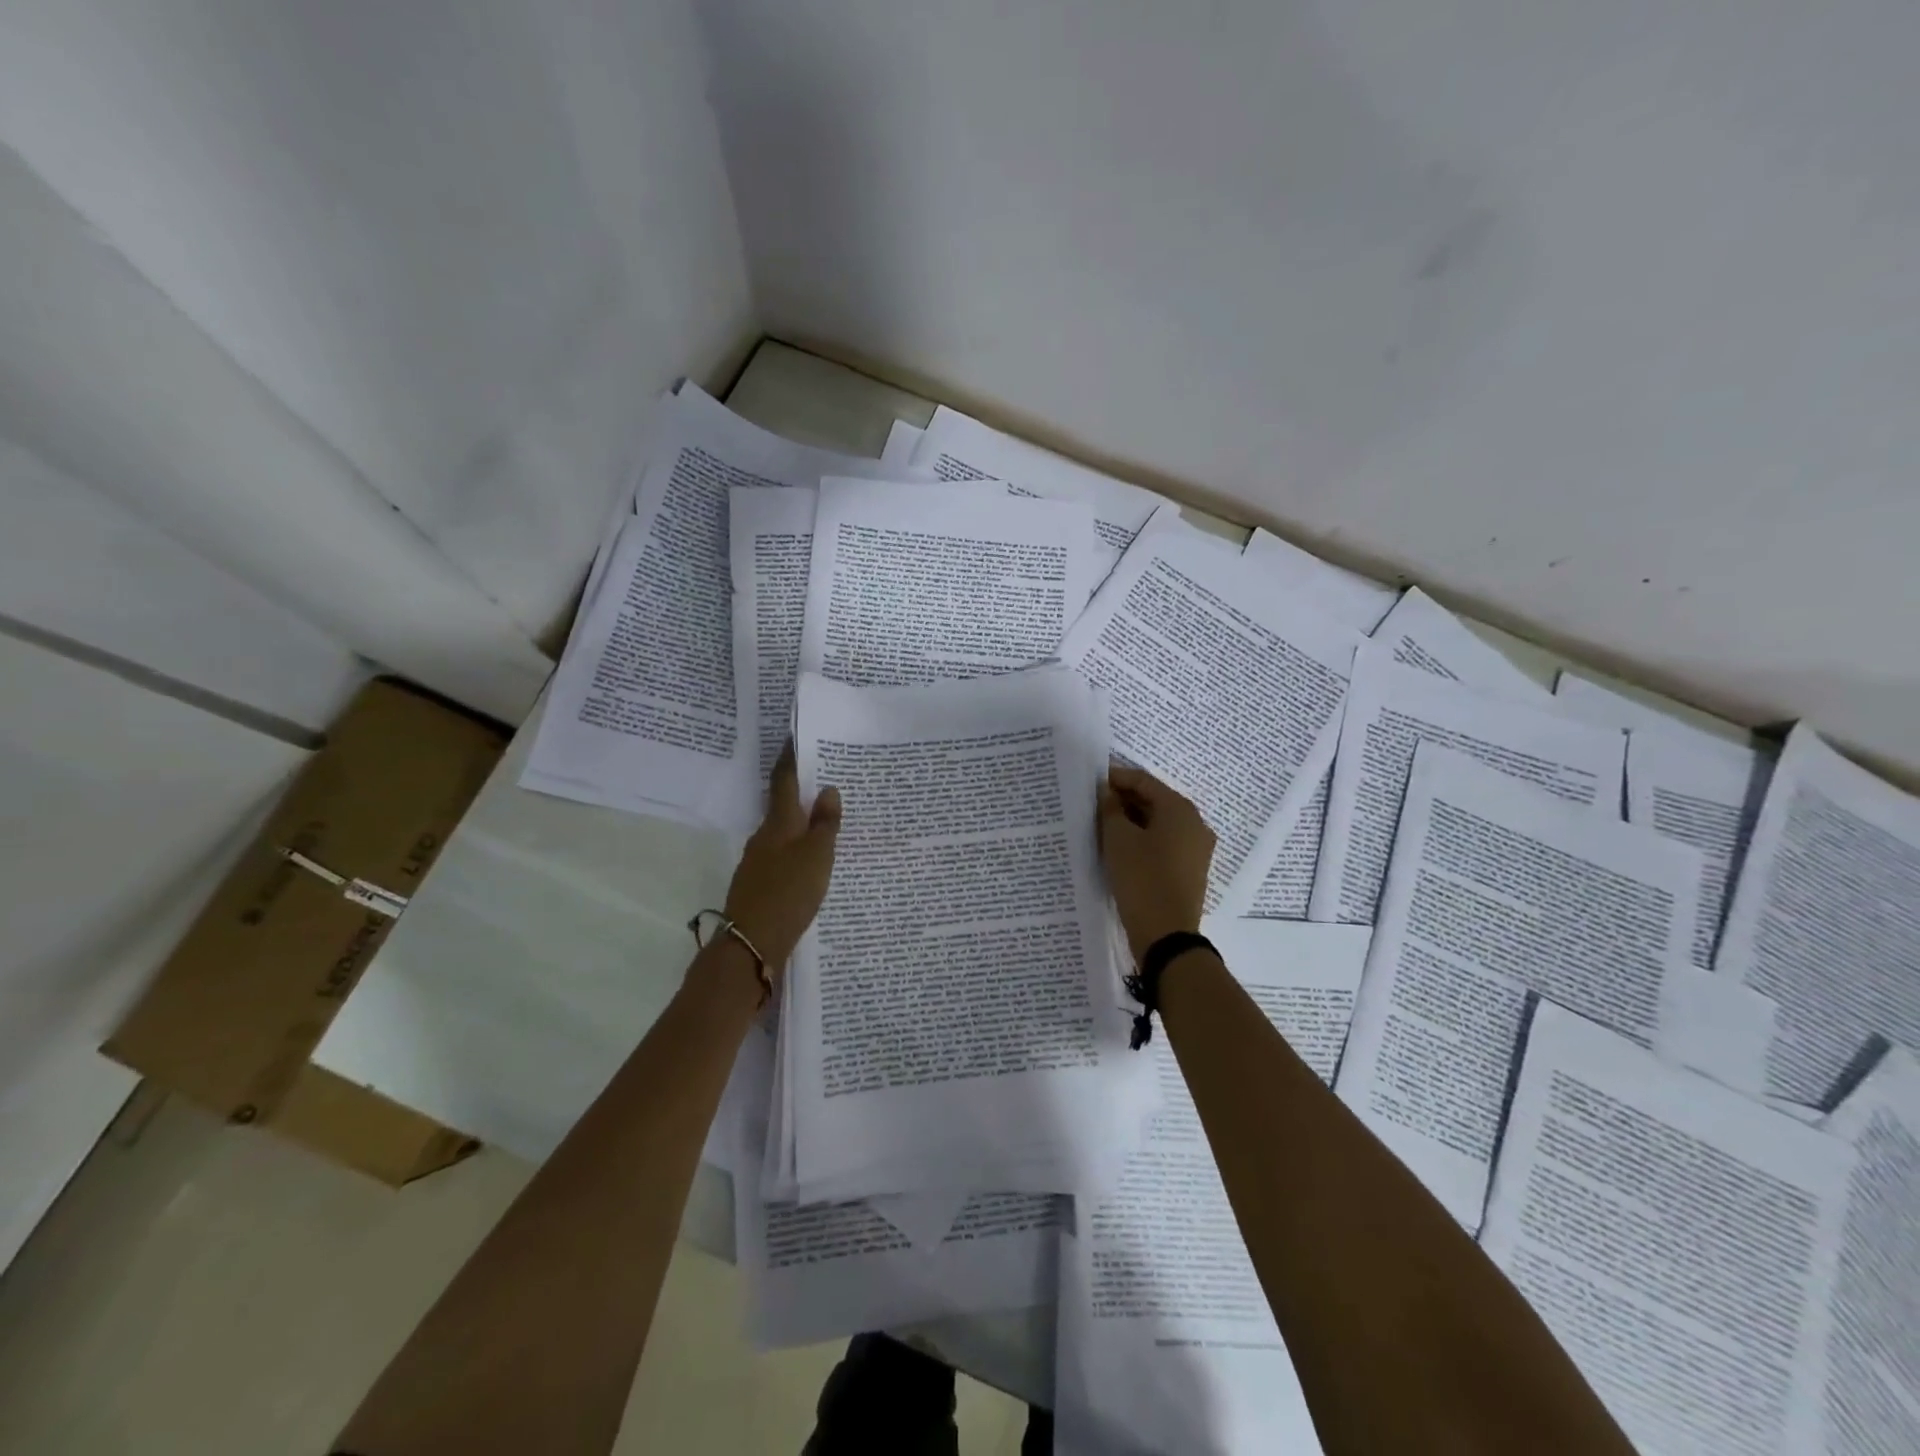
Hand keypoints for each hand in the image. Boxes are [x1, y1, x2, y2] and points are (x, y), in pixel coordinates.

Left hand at [723, 743, 841, 970]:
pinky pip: (782, 857)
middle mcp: (764, 836)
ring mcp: (758, 862)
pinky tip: (812, 863)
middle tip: (827, 782)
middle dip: (801, 793)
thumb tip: (827, 790)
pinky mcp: (759, 885)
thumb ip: (824, 824)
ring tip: (827, 823)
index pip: (783, 780)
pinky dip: (797, 851)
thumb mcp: (817, 856)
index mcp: (778, 823)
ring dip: (801, 825)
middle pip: (782, 807)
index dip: (790, 758)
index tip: (795, 737)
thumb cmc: (788, 892)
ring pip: (783, 834)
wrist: (752, 945)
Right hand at [1098, 762, 1214, 960]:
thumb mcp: (1118, 840)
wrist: (1166, 935)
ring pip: (1158, 823)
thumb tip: (1107, 792)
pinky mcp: (1189, 870)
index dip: (1116, 778)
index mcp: (1180, 809)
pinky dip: (1142, 839)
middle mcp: (1194, 823)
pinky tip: (1119, 848)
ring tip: (1101, 825)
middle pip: (1154, 800)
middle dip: (1123, 800)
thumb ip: (1110, 809)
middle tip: (1092, 804)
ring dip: (1131, 820)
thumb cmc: (1141, 878)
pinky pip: (1163, 843)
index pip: (1143, 781)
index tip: (1090, 781)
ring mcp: (1195, 848)